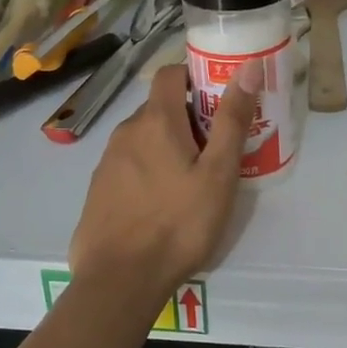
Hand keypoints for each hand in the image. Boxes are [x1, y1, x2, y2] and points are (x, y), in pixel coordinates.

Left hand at [70, 63, 257, 295]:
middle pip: (160, 109)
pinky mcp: (98, 190)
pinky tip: (163, 205)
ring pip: (144, 139)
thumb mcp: (218, 173)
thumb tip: (247, 68)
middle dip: (188, 119)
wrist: (120, 280)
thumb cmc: (179, 223)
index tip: (219, 98)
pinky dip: (149, 171)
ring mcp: (107, 162)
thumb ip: (232, 120)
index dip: (195, 76)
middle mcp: (125, 132)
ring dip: (168, 147)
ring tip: (193, 181)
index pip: (170, 73)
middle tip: (217, 150)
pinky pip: (129, 166)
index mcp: (155, 121)